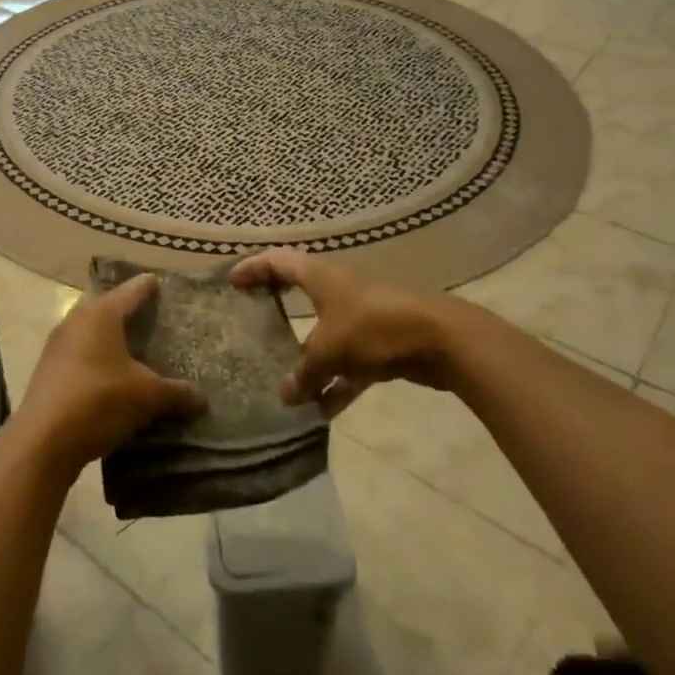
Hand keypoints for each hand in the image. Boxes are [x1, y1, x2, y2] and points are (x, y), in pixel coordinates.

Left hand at [14, 274, 206, 473]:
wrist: (42, 442)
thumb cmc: (99, 401)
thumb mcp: (147, 397)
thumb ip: (176, 393)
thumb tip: (202, 400)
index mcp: (101, 314)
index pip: (131, 291)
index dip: (147, 287)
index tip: (158, 282)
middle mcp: (76, 321)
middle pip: (104, 305)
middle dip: (123, 308)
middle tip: (147, 315)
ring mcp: (57, 346)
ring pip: (88, 330)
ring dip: (106, 335)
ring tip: (130, 346)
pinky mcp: (48, 371)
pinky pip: (78, 354)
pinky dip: (94, 357)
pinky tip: (109, 375)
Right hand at [232, 249, 478, 414]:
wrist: (443, 339)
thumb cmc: (375, 327)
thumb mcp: (329, 350)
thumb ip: (304, 373)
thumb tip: (285, 395)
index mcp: (321, 277)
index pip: (278, 262)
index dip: (253, 268)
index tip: (232, 280)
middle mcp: (340, 289)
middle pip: (302, 292)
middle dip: (278, 306)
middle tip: (254, 319)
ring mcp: (364, 315)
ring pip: (327, 333)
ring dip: (309, 358)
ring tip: (285, 383)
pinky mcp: (384, 342)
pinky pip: (352, 363)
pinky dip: (338, 383)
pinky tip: (323, 412)